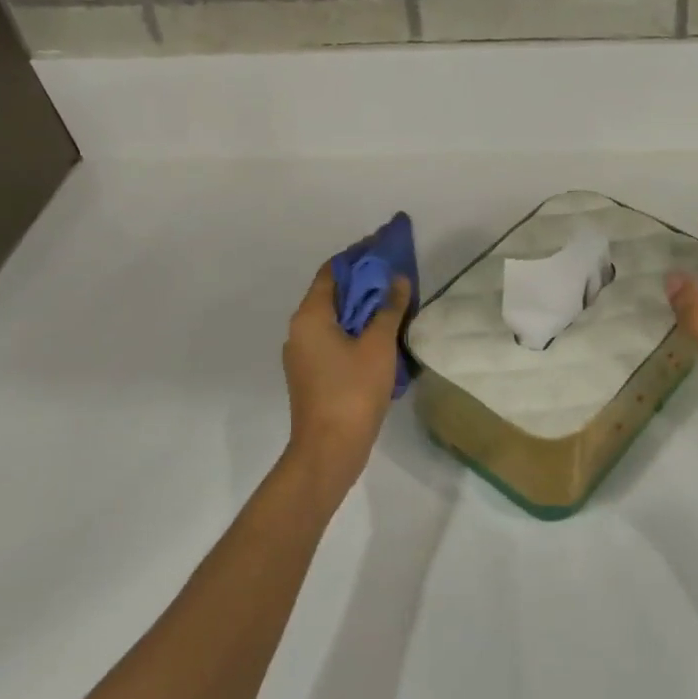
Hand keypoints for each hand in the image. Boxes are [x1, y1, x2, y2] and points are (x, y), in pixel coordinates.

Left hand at [282, 262, 409, 488]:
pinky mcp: (312, 375)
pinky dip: (356, 331)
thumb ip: (389, 309)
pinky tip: (382, 337)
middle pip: (332, 295)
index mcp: (310, 316)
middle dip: (363, 283)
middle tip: (396, 275)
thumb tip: (397, 279)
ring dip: (361, 309)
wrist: (329, 450)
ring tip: (394, 303)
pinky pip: (334, 340)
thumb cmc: (352, 391)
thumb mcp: (378, 346)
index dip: (357, 257)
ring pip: (334, 320)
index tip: (383, 248)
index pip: (331, 272)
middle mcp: (300, 330)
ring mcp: (303, 355)